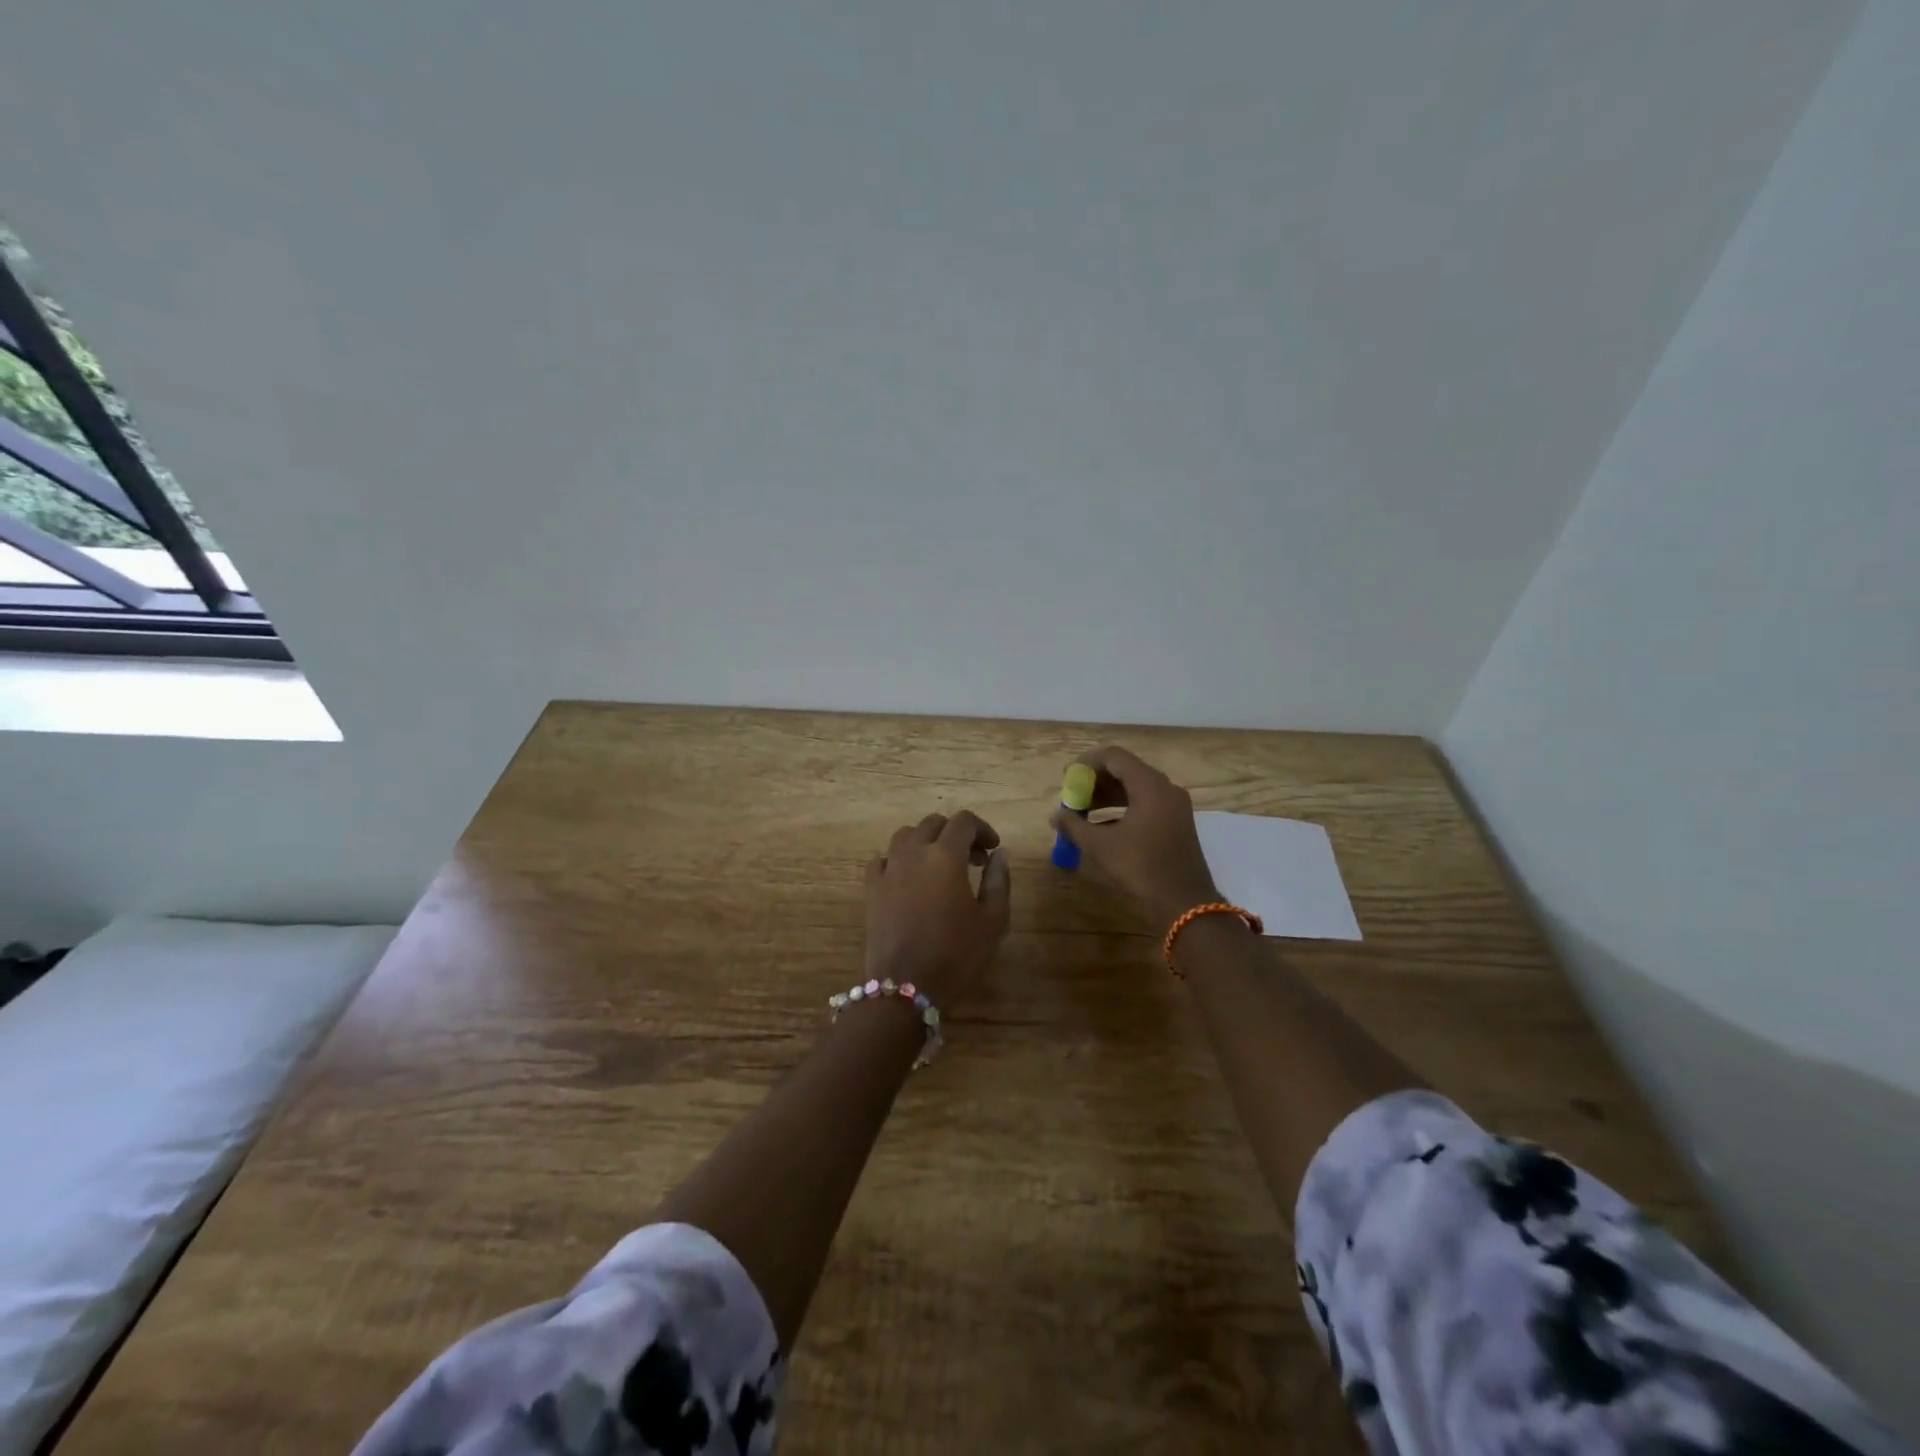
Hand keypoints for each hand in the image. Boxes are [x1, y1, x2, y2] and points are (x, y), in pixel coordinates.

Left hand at [864, 810, 1010, 1008]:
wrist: (905, 986)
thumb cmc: (956, 953)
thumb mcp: (992, 920)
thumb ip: (998, 880)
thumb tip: (999, 854)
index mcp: (945, 855)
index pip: (964, 821)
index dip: (982, 829)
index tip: (993, 849)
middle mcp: (913, 852)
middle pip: (933, 823)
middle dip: (956, 834)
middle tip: (972, 859)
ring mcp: (888, 868)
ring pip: (906, 835)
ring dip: (926, 841)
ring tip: (939, 865)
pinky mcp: (870, 887)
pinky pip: (883, 858)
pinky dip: (900, 859)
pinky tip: (909, 878)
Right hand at [1050, 746, 1219, 929]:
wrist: (1185, 905)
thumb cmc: (1141, 869)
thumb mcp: (1101, 846)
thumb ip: (1074, 825)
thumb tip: (1055, 815)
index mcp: (1150, 785)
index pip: (1114, 757)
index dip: (1086, 764)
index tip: (1066, 779)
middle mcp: (1165, 789)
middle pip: (1125, 770)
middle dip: (1094, 782)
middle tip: (1072, 798)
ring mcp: (1174, 806)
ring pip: (1135, 788)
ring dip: (1106, 796)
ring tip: (1081, 813)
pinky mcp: (1176, 823)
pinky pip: (1144, 804)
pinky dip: (1122, 809)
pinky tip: (1102, 827)